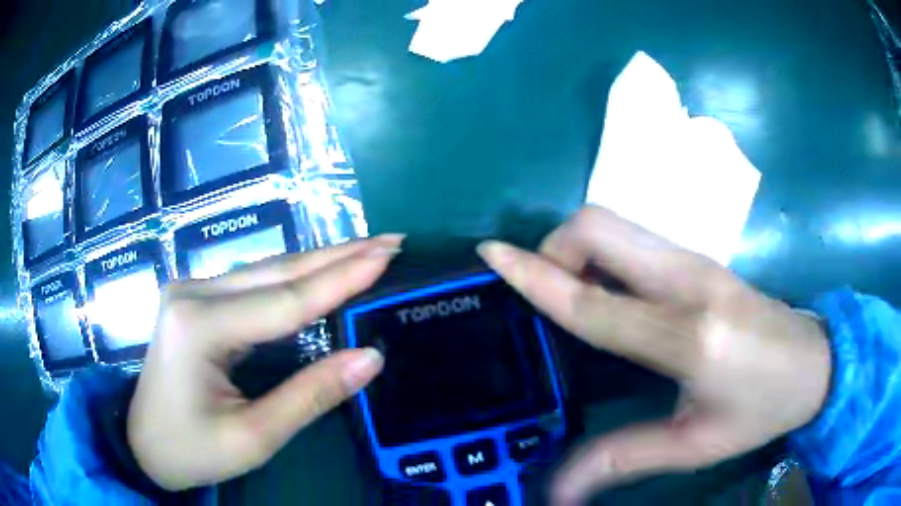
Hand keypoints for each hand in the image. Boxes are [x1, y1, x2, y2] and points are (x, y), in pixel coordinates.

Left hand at [128, 235, 402, 490]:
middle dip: (337, 256)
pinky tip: (319, 271)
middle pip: (277, 272)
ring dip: (318, 262)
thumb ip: (311, 395)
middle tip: (389, 240)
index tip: (387, 254)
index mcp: (200, 326)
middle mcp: (193, 293)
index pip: (285, 300)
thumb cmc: (193, 451)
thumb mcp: (254, 437)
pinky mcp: (195, 301)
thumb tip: (370, 358)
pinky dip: (293, 278)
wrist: (143, 446)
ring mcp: (191, 291)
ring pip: (265, 271)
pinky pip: (253, 284)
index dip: (341, 279)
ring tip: (365, 250)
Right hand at [477, 206, 830, 503]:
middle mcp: (689, 282)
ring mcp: (697, 260)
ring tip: (581, 301)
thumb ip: (625, 460)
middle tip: (554, 298)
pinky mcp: (701, 256)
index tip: (492, 253)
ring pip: (616, 223)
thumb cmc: (763, 409)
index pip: (594, 302)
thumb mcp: (697, 445)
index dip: (536, 276)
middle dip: (556, 250)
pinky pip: (635, 236)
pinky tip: (615, 294)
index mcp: (688, 338)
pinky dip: (605, 254)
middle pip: (600, 227)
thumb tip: (559, 491)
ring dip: (580, 251)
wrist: (815, 362)